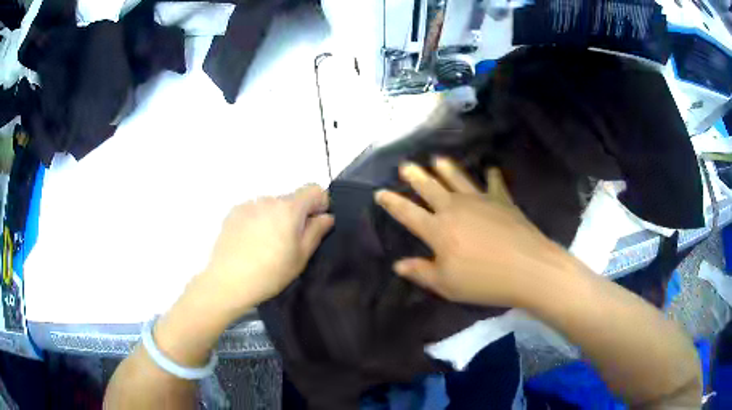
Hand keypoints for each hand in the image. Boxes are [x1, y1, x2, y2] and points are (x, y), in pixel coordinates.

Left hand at [199, 185, 333, 316]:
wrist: (228, 281)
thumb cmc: (270, 273)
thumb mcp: (301, 257)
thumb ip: (316, 231)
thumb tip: (326, 217)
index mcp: (289, 208)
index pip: (314, 189)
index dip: (319, 204)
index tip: (313, 224)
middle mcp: (269, 200)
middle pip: (291, 200)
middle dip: (295, 215)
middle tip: (288, 243)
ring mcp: (248, 205)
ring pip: (271, 206)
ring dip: (275, 218)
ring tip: (266, 245)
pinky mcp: (233, 213)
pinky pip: (253, 211)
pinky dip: (257, 221)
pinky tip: (250, 243)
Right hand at [375, 159, 568, 306]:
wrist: (528, 268)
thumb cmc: (483, 280)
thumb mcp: (447, 285)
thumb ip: (421, 272)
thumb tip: (398, 265)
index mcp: (438, 230)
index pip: (408, 213)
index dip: (392, 203)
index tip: (380, 193)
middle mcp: (455, 208)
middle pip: (430, 188)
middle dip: (415, 176)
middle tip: (406, 166)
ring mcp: (480, 200)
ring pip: (458, 179)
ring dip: (446, 168)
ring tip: (437, 159)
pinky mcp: (502, 200)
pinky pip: (494, 184)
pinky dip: (492, 176)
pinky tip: (491, 169)